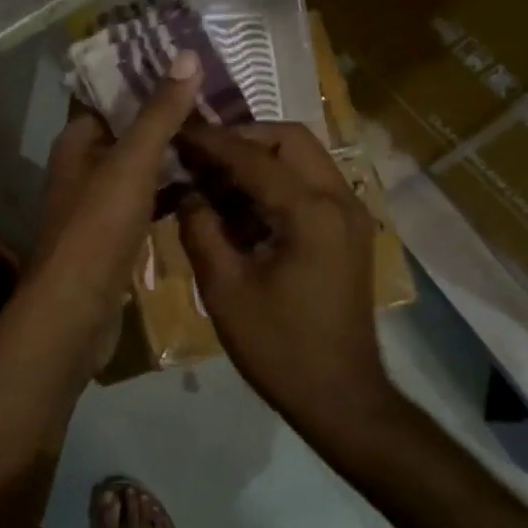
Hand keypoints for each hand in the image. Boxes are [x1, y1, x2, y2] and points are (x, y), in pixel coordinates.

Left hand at [24, 51, 202, 371]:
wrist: (76, 309)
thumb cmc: (98, 226)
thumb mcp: (131, 162)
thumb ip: (159, 113)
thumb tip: (186, 56)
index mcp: (77, 141)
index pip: (107, 94)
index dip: (142, 75)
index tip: (186, 60)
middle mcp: (83, 167)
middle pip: (127, 130)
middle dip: (165, 113)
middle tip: (216, 96)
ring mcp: (99, 204)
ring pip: (139, 166)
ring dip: (171, 152)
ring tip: (219, 132)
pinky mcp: (115, 235)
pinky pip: (146, 200)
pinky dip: (170, 190)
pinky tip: (204, 184)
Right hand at [176, 122, 387, 421]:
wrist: (340, 395)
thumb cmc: (279, 346)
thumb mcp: (225, 289)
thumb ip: (201, 230)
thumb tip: (188, 193)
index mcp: (311, 212)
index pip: (252, 157)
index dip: (210, 142)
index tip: (176, 131)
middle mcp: (339, 200)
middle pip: (290, 140)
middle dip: (242, 138)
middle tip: (201, 155)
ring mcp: (350, 216)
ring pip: (304, 159)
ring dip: (260, 159)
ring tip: (215, 178)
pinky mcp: (348, 233)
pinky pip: (311, 186)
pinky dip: (276, 183)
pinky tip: (241, 208)